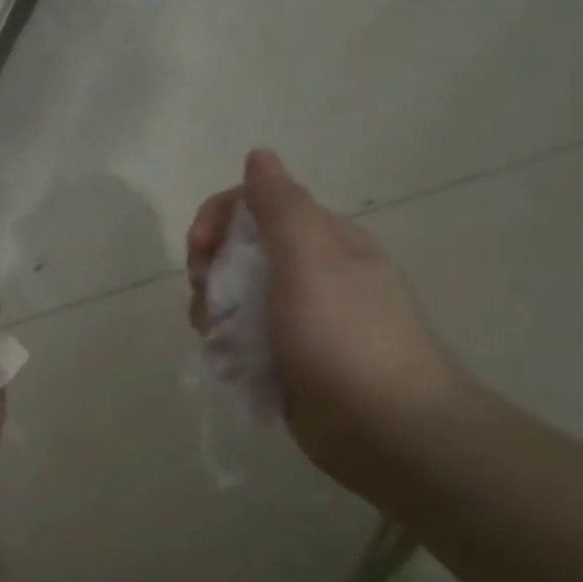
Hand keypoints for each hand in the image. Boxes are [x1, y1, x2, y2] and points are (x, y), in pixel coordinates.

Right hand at [187, 149, 466, 490]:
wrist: (384, 427)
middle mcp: (308, 273)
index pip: (253, 205)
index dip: (216, 219)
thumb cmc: (344, 336)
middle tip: (210, 298)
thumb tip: (259, 154)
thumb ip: (279, 207)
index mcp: (320, 240)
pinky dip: (226, 347)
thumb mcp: (310, 260)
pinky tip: (229, 364)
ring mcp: (296, 318)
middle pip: (235, 252)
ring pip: (231, 299)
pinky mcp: (284, 358)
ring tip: (222, 340)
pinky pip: (238, 338)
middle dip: (209, 271)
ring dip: (213, 313)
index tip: (199, 250)